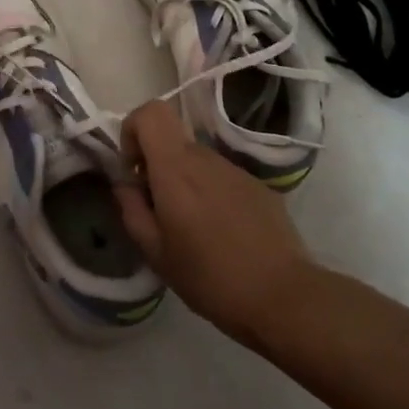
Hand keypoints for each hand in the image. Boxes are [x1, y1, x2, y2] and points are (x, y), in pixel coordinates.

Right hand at [113, 100, 316, 345]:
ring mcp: (237, 170)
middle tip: (161, 213)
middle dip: (158, 167)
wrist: (283, 296)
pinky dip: (212, 195)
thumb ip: (132, 210)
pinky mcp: (259, 186)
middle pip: (173, 141)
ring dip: (186, 184)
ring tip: (194, 230)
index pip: (151, 112)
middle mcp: (206, 158)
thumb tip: (125, 184)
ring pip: (198, 162)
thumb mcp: (156, 253)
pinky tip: (223, 235)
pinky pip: (223, 179)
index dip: (133, 130)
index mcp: (176, 169)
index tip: (134, 170)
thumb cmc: (210, 277)